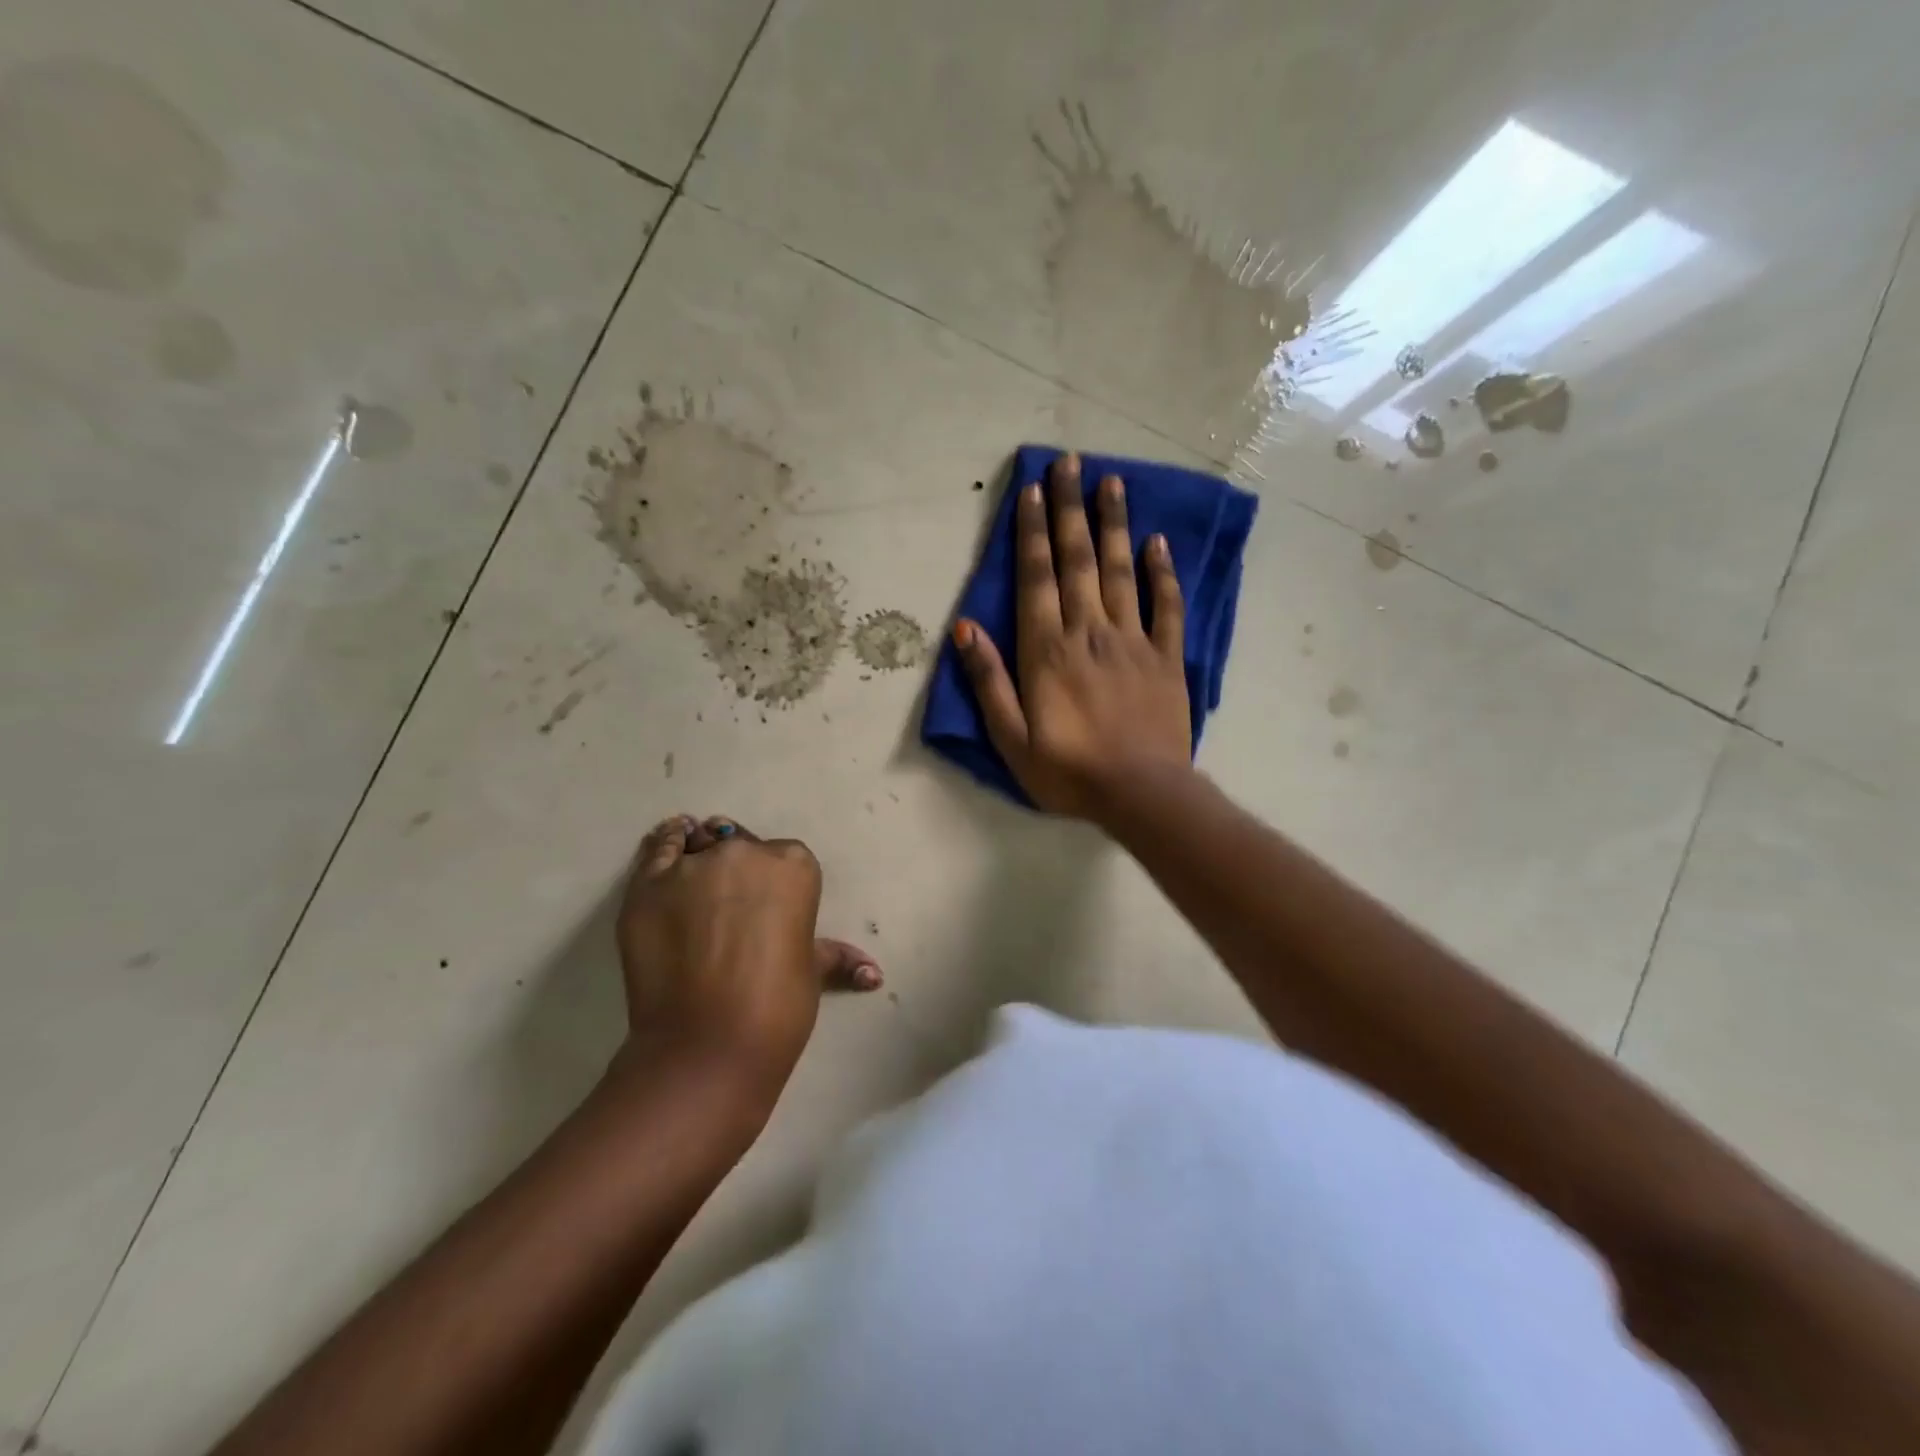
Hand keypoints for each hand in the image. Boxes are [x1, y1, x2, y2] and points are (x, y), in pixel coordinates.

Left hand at [615, 815, 880, 1096]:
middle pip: (739, 846)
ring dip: (698, 859)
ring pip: (697, 846)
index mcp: (794, 866)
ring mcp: (693, 865)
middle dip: (736, 870)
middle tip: (727, 910)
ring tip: (692, 889)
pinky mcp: (648, 885)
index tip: (764, 909)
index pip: (783, 857)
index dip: (772, 883)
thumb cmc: (777, 1006)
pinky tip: (669, 846)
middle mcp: (744, 853)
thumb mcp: (812, 972)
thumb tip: (872, 974)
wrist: (708, 1045)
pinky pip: (658, 848)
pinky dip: (664, 845)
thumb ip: (837, 957)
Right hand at [954, 453, 1192, 819]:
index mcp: (1046, 651)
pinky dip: (1162, 573)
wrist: (1141, 794)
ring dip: (1114, 525)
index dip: (1033, 531)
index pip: (1037, 578)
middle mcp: (1088, 632)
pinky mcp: (1167, 657)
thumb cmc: (1068, 772)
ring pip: (1120, 571)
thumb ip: (988, 681)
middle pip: (1078, 561)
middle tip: (1070, 462)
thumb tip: (963, 628)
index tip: (1033, 489)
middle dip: (1071, 509)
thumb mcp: (1011, 738)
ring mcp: (1132, 641)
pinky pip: (1165, 606)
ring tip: (1111, 482)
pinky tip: (1157, 542)